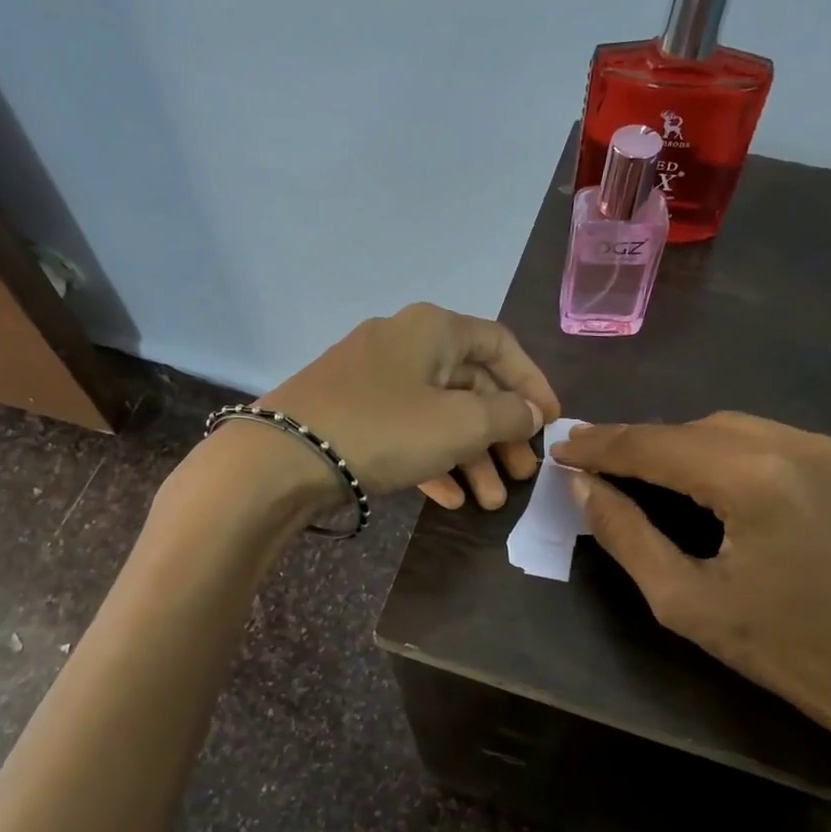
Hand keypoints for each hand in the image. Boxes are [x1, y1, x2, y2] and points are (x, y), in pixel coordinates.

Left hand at [257, 303, 558, 501]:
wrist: (280, 459)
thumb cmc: (383, 428)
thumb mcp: (459, 423)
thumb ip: (507, 414)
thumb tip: (531, 411)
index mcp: (433, 329)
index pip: (500, 345)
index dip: (532, 382)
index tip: (550, 421)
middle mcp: (404, 345)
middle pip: (470, 385)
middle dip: (501, 433)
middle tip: (523, 474)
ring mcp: (373, 381)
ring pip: (438, 415)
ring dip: (470, 457)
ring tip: (492, 501)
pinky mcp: (351, 415)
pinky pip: (405, 433)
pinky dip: (432, 461)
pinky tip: (449, 499)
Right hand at [552, 413, 830, 831]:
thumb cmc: (784, 649)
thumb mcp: (684, 602)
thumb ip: (625, 535)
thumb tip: (583, 486)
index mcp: (754, 480)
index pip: (656, 445)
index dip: (602, 444)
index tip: (563, 446)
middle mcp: (799, 444)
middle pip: (694, 428)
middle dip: (642, 443)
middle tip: (598, 463)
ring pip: (736, 427)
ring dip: (686, 445)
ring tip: (651, 473)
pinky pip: (777, 440)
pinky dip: (734, 452)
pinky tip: (721, 482)